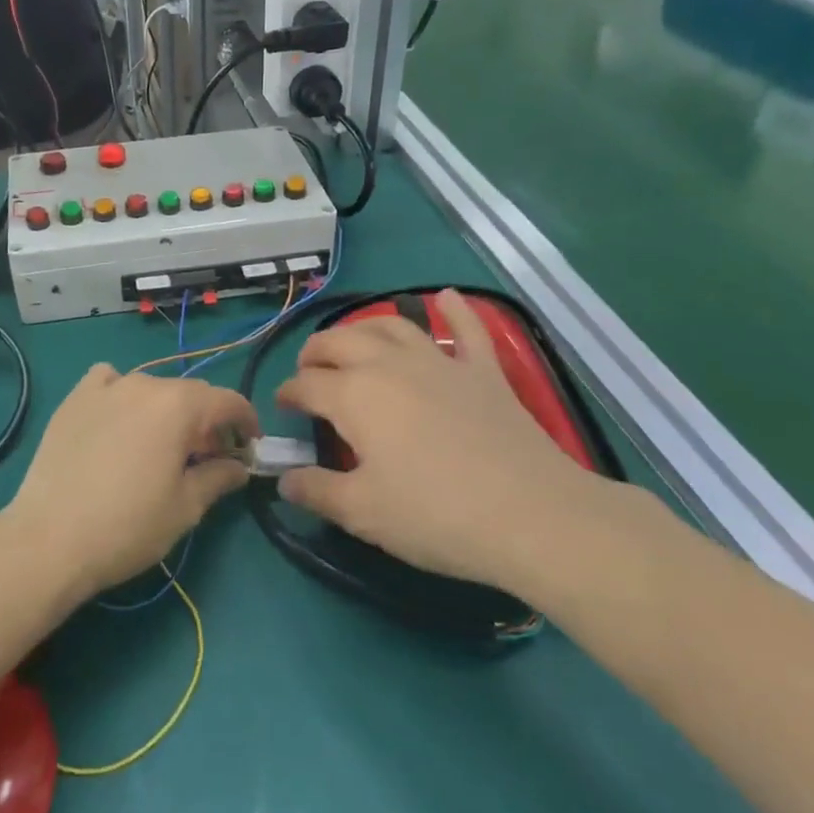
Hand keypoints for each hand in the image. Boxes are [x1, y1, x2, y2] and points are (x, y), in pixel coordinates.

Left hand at [2, 365, 258, 598]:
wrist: (49, 539)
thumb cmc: (128, 526)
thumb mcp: (185, 507)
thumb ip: (219, 477)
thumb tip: (240, 466)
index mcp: (178, 405)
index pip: (226, 400)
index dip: (246, 421)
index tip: (251, 445)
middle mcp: (144, 384)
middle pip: (189, 394)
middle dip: (207, 421)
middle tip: (210, 457)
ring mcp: (105, 388)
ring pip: (151, 388)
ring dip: (167, 410)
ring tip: (162, 444)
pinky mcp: (74, 399)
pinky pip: (108, 381)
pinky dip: (122, 393)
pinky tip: (117, 419)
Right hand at [274, 290, 601, 592]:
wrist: (531, 515)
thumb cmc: (435, 515)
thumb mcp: (363, 512)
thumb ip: (316, 491)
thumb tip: (284, 480)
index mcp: (354, 395)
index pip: (306, 385)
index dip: (288, 394)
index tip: (282, 407)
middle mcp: (389, 365)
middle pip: (340, 342)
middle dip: (316, 352)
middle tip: (308, 372)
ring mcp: (440, 362)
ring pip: (391, 326)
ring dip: (364, 328)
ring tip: (354, 342)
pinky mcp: (483, 371)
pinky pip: (467, 329)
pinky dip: (455, 311)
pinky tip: (447, 297)